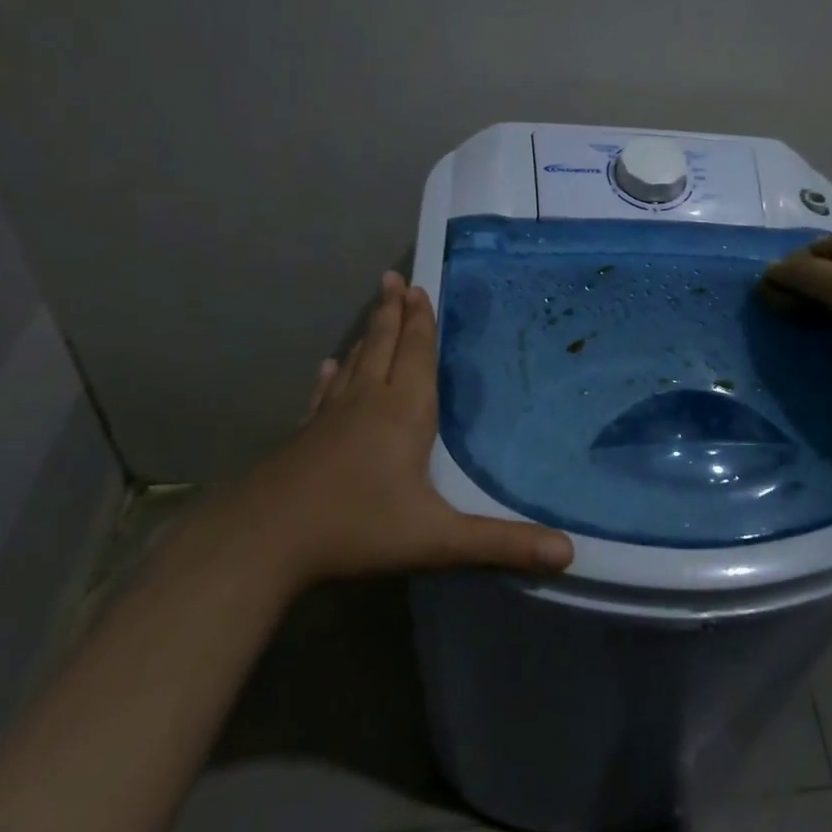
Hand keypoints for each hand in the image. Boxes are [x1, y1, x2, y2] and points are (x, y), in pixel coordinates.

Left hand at [231, 271, 573, 584]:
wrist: (262, 543)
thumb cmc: (356, 529)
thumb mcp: (438, 539)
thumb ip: (502, 543)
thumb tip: (569, 553)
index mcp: (403, 412)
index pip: (417, 354)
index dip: (421, 321)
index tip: (418, 286)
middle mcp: (367, 403)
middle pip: (384, 346)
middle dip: (393, 313)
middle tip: (393, 278)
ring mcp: (331, 419)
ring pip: (355, 364)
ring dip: (368, 334)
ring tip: (374, 308)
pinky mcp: (305, 438)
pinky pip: (324, 396)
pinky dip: (331, 377)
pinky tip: (327, 368)